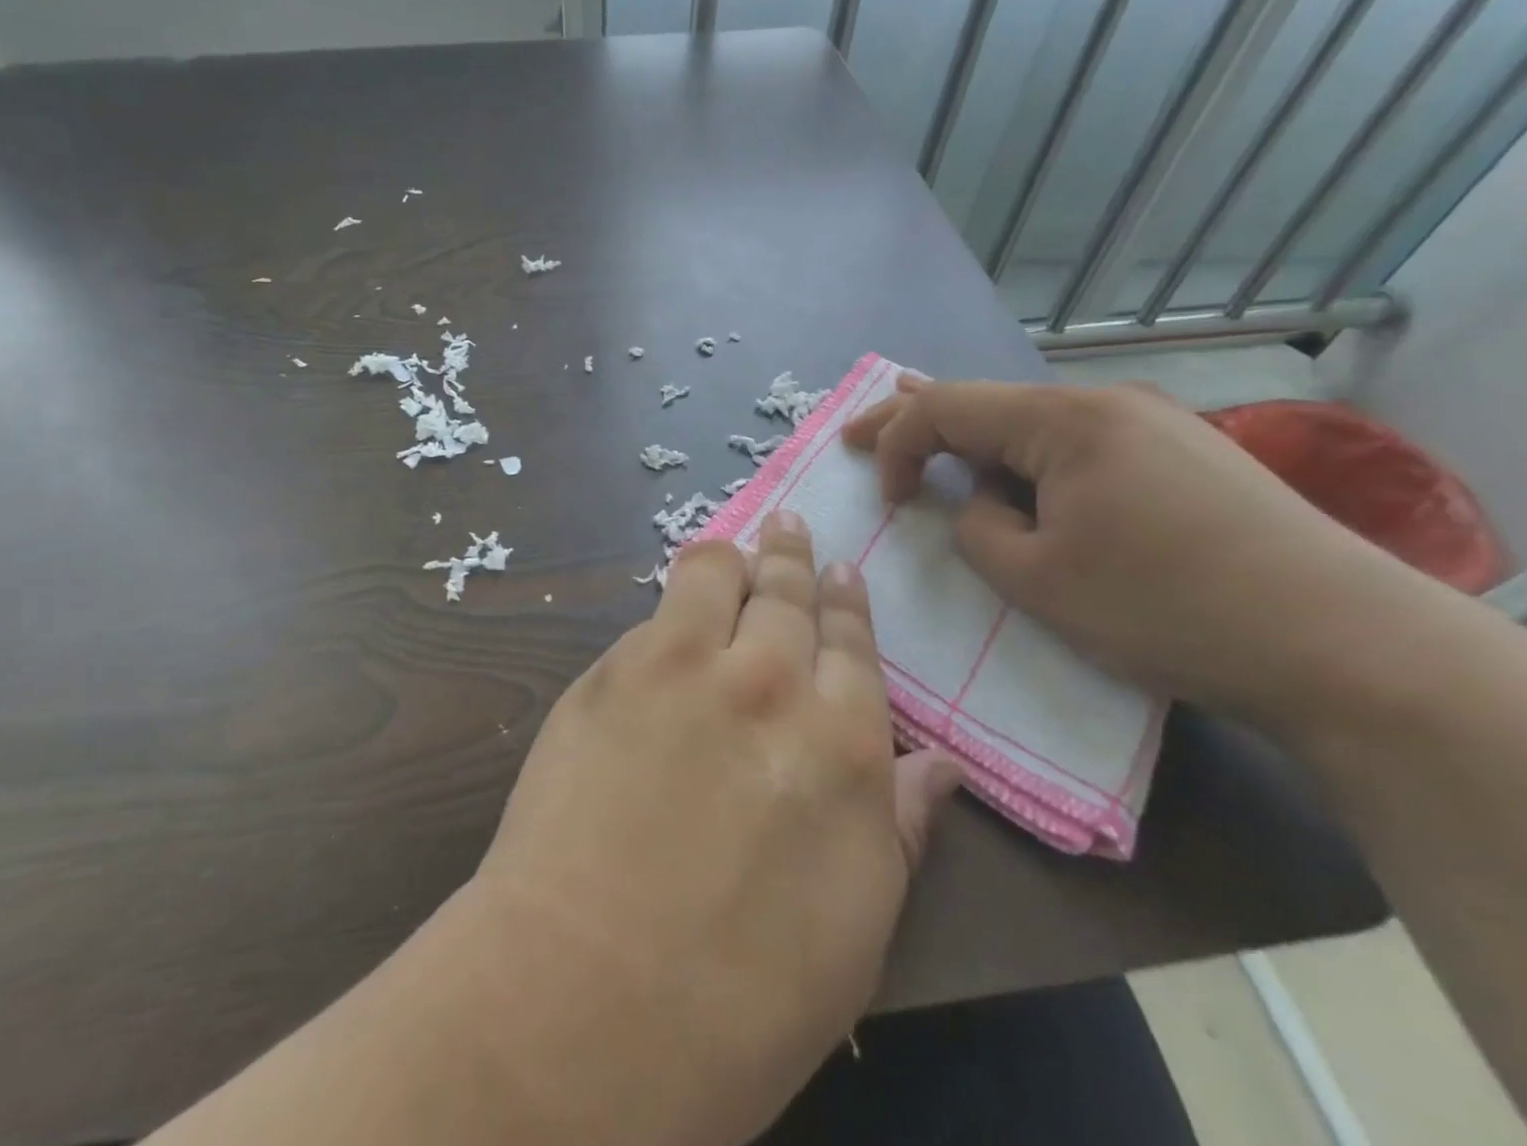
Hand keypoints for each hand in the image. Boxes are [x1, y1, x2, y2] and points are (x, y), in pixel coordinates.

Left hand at [470, 511, 961, 1145]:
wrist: (586, 997)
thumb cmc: (741, 997)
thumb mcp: (856, 928)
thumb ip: (897, 825)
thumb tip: (940, 764)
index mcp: (846, 743)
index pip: (853, 645)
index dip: (846, 603)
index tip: (842, 573)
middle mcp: (771, 681)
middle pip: (787, 593)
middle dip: (791, 557)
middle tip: (790, 528)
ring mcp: (686, 665)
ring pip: (716, 572)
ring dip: (731, 556)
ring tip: (734, 549)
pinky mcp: (614, 669)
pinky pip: (655, 611)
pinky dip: (673, 601)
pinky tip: (672, 608)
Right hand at [842, 377, 1435, 730]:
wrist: (1345, 645)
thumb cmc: (1166, 607)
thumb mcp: (1037, 579)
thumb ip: (977, 529)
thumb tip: (979, 506)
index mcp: (1063, 420)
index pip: (945, 407)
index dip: (894, 443)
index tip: (884, 499)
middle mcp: (1105, 402)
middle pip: (986, 402)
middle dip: (916, 419)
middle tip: (857, 432)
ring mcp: (1152, 424)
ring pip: (1033, 424)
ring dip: (979, 444)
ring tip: (937, 450)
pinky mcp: (1183, 455)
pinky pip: (1078, 445)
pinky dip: (1030, 460)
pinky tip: (1023, 478)